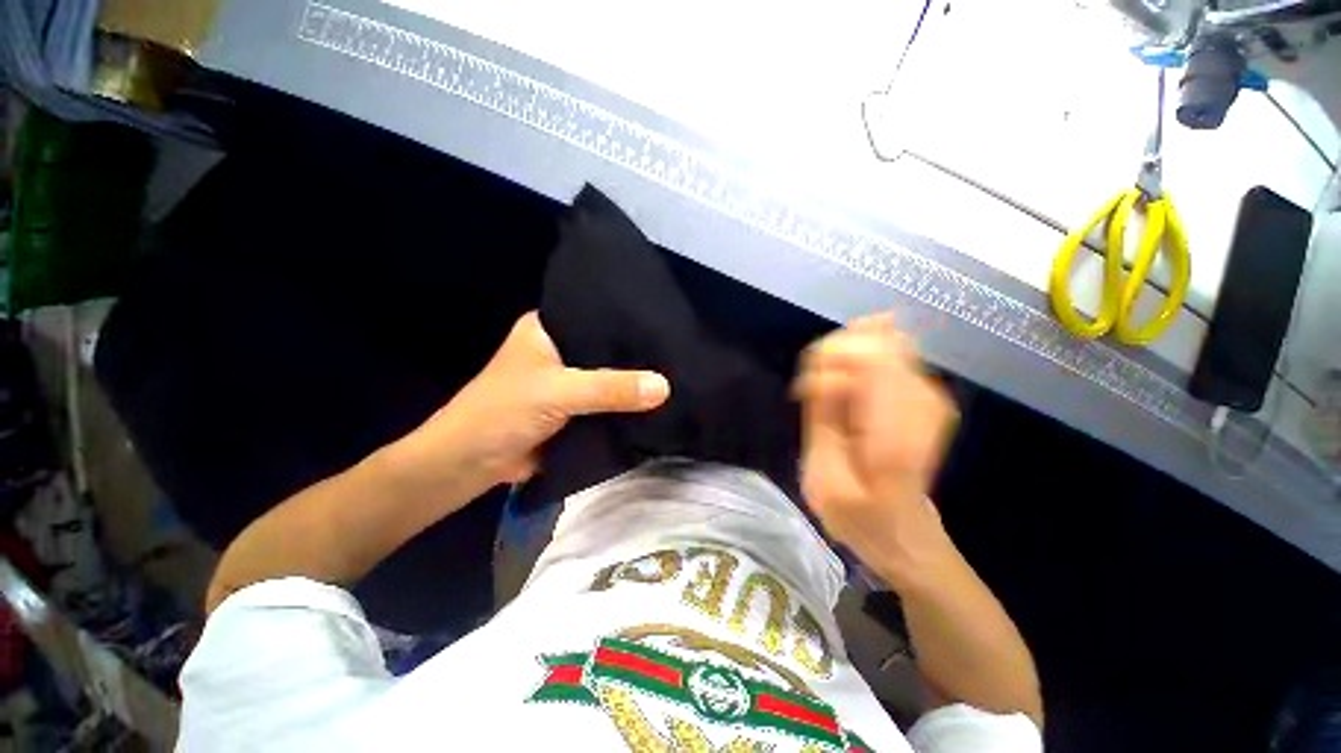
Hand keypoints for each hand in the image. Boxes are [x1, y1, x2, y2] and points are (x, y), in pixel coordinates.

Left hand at [390, 312, 669, 497]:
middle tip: (678, 347)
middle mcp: (561, 350)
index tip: (665, 318)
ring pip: (609, 377)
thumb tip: (665, 386)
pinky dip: (626, 404)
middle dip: (636, 352)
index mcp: (549, 329)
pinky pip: (608, 402)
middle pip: (607, 347)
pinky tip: (657, 400)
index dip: (628, 317)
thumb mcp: (558, 393)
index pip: (596, 314)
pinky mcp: (575, 409)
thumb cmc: (502, 413)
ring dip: (633, 380)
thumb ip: (610, 389)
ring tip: (677, 370)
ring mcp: (569, 381)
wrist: (470, 466)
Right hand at [794, 314, 957, 581]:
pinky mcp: (926, 393)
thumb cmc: (858, 515)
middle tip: (815, 393)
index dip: (830, 359)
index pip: (871, 357)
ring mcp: (931, 394)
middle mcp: (924, 402)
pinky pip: (888, 353)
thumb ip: (823, 418)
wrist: (903, 533)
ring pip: (882, 341)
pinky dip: (858, 364)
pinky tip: (846, 393)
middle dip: (835, 356)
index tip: (806, 391)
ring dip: (845, 360)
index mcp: (897, 431)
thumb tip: (826, 369)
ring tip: (830, 397)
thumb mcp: (823, 476)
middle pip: (878, 341)